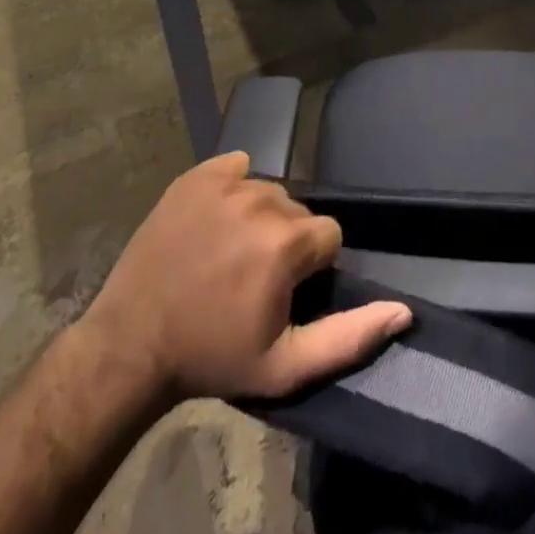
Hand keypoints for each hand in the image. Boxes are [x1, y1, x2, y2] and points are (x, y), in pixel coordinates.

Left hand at [72, 153, 410, 406]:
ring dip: (260, 219)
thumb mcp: (284, 366)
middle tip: (249, 280)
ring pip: (269, 191)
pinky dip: (234, 190)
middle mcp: (263, 199)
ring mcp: (227, 182)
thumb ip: (350, 337)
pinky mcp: (198, 173)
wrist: (130, 345)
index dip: (310, 268)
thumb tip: (404, 311)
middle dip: (286, 241)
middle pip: (298, 211)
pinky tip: (214, 222)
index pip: (328, 236)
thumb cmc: (212, 357)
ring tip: (228, 255)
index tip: (280, 293)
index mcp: (286, 242)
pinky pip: (237, 167)